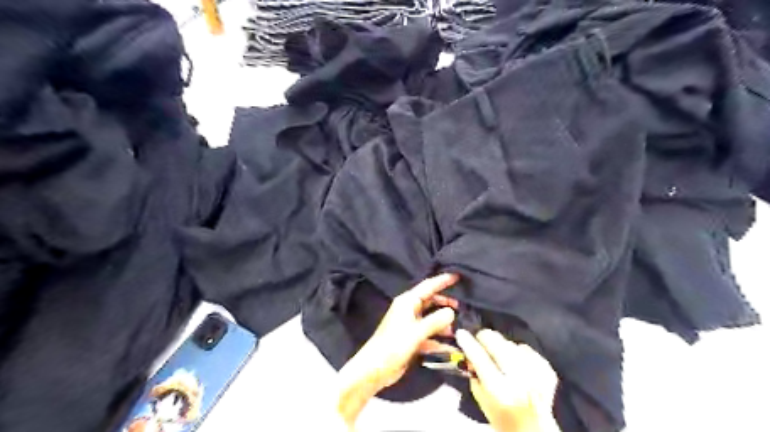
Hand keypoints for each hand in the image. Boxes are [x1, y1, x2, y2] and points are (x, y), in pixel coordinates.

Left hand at [336, 273, 455, 424]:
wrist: (375, 368)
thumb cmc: (394, 345)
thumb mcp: (417, 331)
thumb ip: (435, 321)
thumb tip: (452, 311)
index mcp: (407, 302)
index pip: (428, 286)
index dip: (442, 280)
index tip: (457, 276)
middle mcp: (409, 310)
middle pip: (430, 301)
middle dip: (445, 303)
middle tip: (462, 306)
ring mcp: (410, 325)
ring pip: (431, 319)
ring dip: (444, 323)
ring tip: (460, 327)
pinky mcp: (411, 339)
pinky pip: (429, 335)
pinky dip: (439, 339)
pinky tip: (452, 346)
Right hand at [456, 330, 559, 430]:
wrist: (534, 428)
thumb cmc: (502, 415)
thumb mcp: (481, 399)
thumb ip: (474, 375)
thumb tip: (469, 353)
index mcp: (499, 390)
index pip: (479, 358)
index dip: (468, 342)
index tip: (461, 333)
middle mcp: (518, 380)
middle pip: (498, 344)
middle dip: (485, 338)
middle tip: (480, 340)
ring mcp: (536, 374)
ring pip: (511, 344)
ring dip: (502, 347)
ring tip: (500, 356)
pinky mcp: (547, 370)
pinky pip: (527, 349)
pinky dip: (519, 352)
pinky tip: (517, 362)